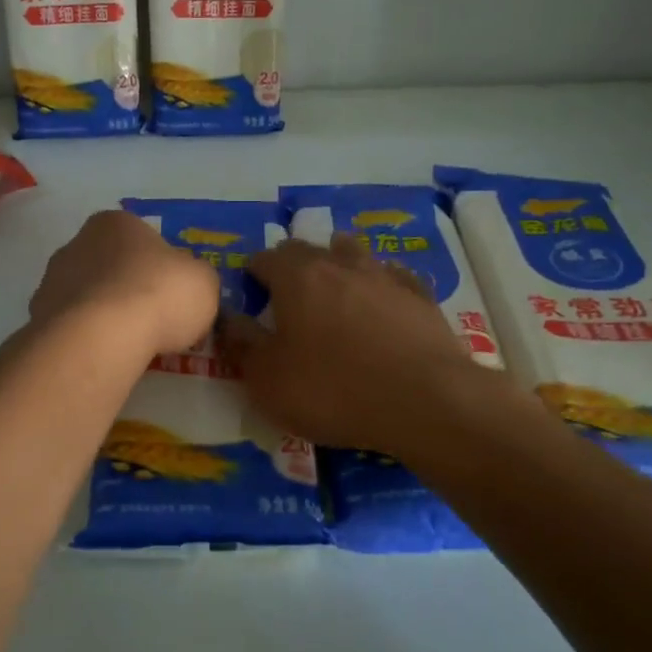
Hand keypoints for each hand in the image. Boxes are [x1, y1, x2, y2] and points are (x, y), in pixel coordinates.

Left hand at [29, 210, 220, 358]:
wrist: (102, 335)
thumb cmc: (159, 294)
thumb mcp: (203, 281)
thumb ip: (195, 278)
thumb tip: (186, 285)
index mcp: (116, 223)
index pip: (141, 238)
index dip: (159, 266)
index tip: (170, 294)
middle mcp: (77, 242)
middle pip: (110, 265)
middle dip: (127, 288)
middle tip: (151, 320)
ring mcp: (52, 280)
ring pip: (86, 296)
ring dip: (103, 314)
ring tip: (127, 344)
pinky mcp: (38, 317)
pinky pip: (71, 326)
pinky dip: (86, 337)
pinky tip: (103, 354)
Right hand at [224, 235, 530, 456]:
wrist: (425, 401)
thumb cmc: (332, 390)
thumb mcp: (267, 380)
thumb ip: (241, 344)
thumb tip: (226, 317)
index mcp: (296, 277)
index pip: (264, 258)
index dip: (252, 273)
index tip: (250, 295)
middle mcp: (340, 264)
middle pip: (308, 249)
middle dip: (292, 266)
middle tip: (286, 296)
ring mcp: (385, 276)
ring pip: (353, 254)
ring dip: (337, 265)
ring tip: (333, 290)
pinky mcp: (421, 297)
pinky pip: (393, 278)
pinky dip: (379, 285)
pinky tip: (381, 303)